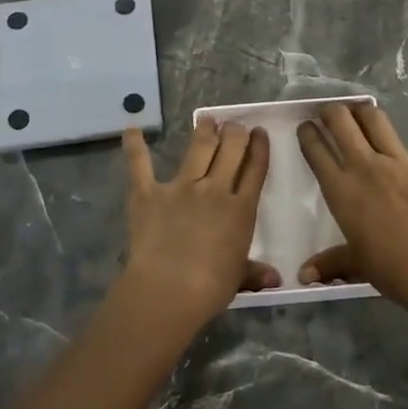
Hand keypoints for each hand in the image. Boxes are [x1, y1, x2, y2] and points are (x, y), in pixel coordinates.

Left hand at [121, 119, 277, 322]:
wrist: (170, 288)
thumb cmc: (211, 288)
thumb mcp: (239, 278)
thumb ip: (255, 272)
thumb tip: (276, 279)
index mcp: (241, 210)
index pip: (255, 170)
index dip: (259, 148)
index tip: (259, 133)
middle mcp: (215, 190)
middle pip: (230, 150)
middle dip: (235, 133)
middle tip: (235, 125)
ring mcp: (181, 187)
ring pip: (198, 149)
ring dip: (205, 131)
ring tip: (207, 120)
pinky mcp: (149, 193)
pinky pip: (140, 165)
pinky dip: (135, 146)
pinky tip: (131, 129)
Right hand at [297, 90, 407, 304]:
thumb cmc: (389, 268)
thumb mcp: (354, 263)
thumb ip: (329, 264)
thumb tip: (303, 277)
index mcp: (342, 189)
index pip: (316, 151)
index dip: (308, 134)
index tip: (305, 126)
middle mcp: (366, 166)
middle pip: (342, 124)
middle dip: (332, 112)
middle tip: (329, 112)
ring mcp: (401, 162)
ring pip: (378, 122)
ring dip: (365, 111)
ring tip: (360, 108)